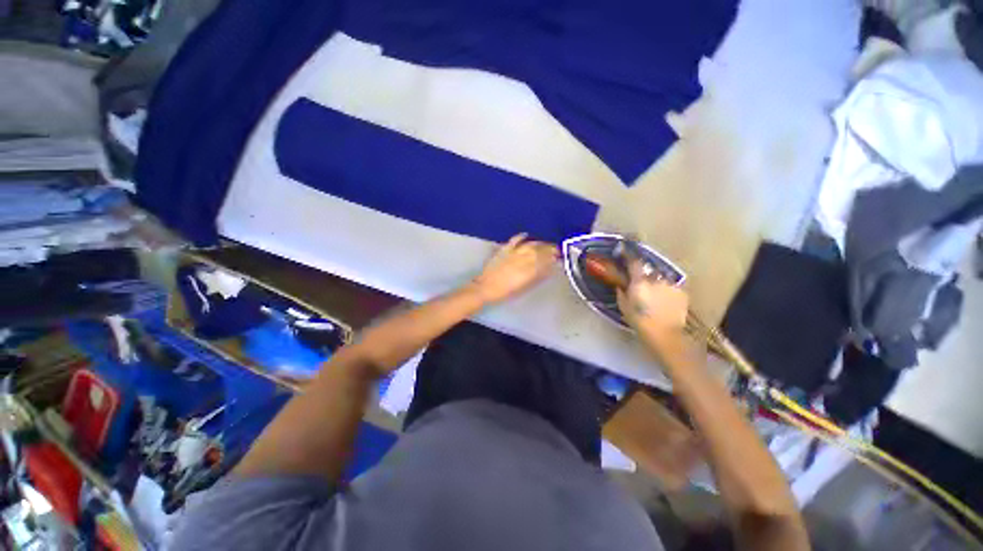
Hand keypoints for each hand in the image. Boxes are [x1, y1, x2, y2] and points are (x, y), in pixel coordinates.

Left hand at [471, 233, 558, 303]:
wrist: (485, 288)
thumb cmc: (505, 292)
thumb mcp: (524, 287)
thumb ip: (537, 278)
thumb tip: (548, 270)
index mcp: (528, 272)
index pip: (545, 262)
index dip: (553, 258)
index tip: (559, 257)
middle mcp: (522, 260)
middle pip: (539, 251)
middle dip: (550, 249)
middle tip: (557, 249)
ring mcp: (512, 254)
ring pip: (530, 245)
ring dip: (540, 243)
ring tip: (546, 243)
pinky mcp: (504, 250)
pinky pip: (514, 240)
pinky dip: (521, 236)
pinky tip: (526, 234)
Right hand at [616, 258, 688, 345]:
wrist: (666, 336)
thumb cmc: (640, 322)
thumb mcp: (624, 307)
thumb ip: (621, 292)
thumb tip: (620, 285)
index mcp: (640, 282)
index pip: (634, 262)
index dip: (629, 256)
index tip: (624, 252)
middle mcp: (656, 279)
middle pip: (649, 271)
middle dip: (645, 276)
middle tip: (642, 286)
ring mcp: (671, 285)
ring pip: (661, 280)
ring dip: (657, 284)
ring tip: (656, 297)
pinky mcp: (682, 293)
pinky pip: (671, 288)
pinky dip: (667, 292)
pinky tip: (666, 303)